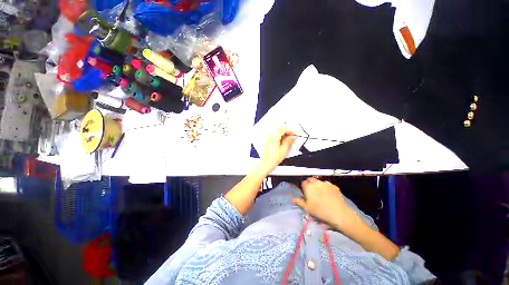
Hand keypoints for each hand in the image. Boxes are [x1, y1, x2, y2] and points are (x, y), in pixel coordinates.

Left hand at [259, 125, 295, 173]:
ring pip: (278, 132)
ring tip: (290, 140)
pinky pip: (275, 136)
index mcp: (274, 137)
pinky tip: (284, 141)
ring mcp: (268, 138)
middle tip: (293, 136)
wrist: (266, 163)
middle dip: (288, 132)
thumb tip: (293, 137)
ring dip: (284, 134)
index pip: (283, 129)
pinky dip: (280, 137)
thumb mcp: (284, 149)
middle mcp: (270, 136)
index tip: (295, 134)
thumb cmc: (274, 158)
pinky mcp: (268, 141)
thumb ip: (288, 141)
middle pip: (280, 129)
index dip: (290, 130)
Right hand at [292, 178, 355, 230]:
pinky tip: (329, 194)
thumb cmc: (320, 211)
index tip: (305, 192)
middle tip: (312, 191)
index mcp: (308, 187)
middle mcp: (316, 182)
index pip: (303, 182)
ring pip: (319, 181)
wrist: (338, 213)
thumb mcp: (307, 208)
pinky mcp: (333, 186)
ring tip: (321, 192)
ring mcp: (325, 183)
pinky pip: (327, 184)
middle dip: (310, 183)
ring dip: (318, 184)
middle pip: (310, 179)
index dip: (304, 187)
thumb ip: (299, 202)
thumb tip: (292, 199)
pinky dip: (326, 187)